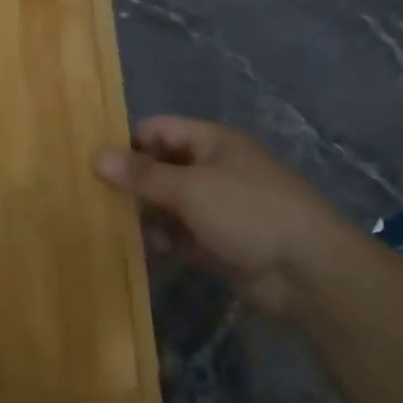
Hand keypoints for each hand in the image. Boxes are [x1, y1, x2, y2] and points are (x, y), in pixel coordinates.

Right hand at [94, 116, 357, 313]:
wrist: (309, 273)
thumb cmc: (248, 212)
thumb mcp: (189, 188)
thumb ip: (141, 175)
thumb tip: (96, 156)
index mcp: (211, 142)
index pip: (158, 130)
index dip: (127, 143)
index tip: (94, 166)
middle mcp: (213, 169)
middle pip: (160, 167)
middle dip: (131, 183)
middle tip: (92, 199)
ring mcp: (217, 207)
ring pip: (168, 204)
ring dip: (144, 215)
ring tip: (109, 227)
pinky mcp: (219, 242)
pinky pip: (180, 235)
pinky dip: (161, 241)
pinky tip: (138, 250)